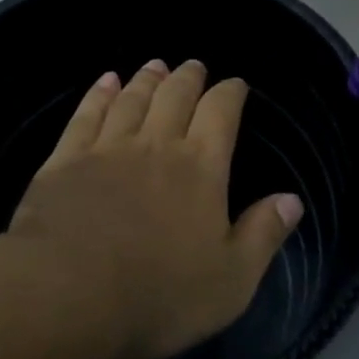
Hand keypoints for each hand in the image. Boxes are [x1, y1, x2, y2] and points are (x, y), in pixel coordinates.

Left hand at [7, 60, 303, 358]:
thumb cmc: (159, 294)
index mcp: (201, 168)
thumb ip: (263, 235)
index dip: (230, 93)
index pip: (221, 114)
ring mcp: (108, 148)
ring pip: (132, 100)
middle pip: (176, 97)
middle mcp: (157, 145)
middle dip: (188, 78)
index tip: (235, 84)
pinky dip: (99, 94)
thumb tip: (292, 199)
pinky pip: (86, 115)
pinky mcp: (65, 160)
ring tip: (155, 66)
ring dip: (147, 80)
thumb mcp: (231, 279)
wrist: (68, 293)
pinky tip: (105, 83)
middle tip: (193, 65)